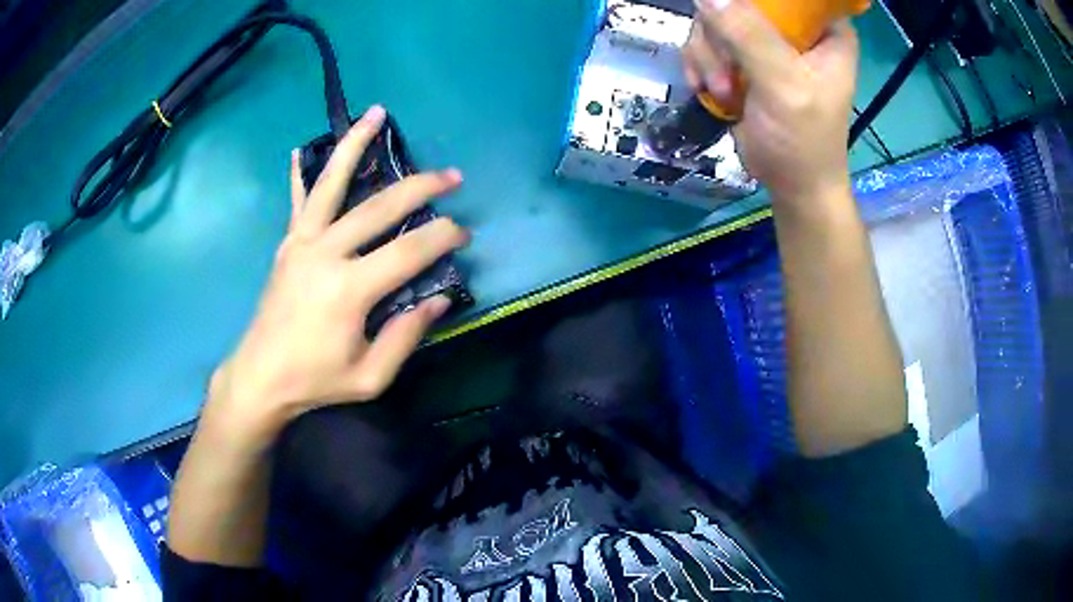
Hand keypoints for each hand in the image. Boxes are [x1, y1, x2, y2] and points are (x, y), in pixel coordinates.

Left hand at [204, 105, 468, 445]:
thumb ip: (406, 337)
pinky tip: (304, 149)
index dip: (442, 237)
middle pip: (379, 207)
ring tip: (376, 114)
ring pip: (332, 184)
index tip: (463, 233)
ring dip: (356, 145)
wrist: (260, 377)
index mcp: (349, 289)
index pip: (409, 251)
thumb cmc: (315, 380)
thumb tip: (439, 299)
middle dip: (421, 187)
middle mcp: (325, 253)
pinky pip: (298, 201)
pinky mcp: (287, 244)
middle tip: (452, 177)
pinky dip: (302, 173)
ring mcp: (301, 243)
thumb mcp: (370, 376)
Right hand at [684, 0, 858, 202]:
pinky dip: (702, 65)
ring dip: (709, 56)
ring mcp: (767, 41)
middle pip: (739, 1)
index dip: (752, 2)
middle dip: (722, 36)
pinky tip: (710, 90)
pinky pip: (707, 40)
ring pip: (716, 19)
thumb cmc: (804, 141)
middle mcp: (796, 27)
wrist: (792, 186)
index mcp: (825, 28)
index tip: (738, 28)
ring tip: (724, 90)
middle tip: (728, 74)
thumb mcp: (784, 86)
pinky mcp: (744, 58)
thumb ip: (750, 36)